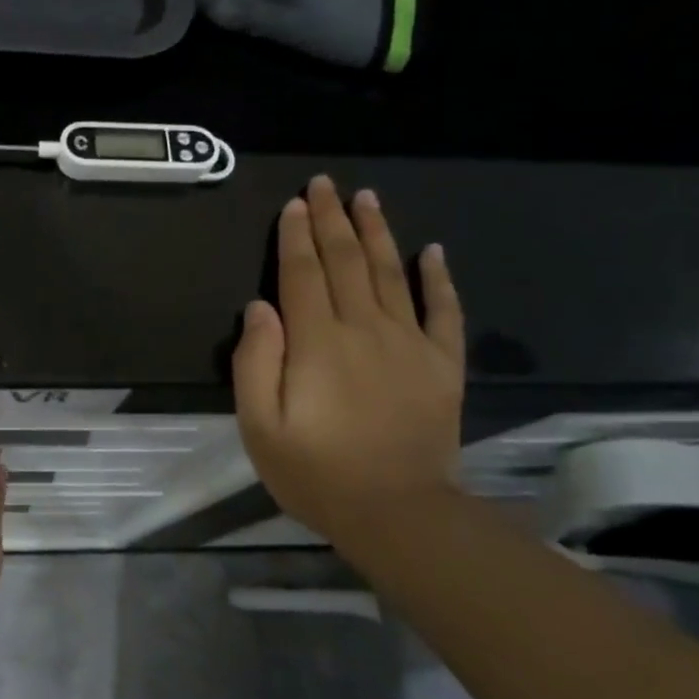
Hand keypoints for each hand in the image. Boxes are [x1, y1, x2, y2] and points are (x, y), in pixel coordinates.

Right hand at [232, 175, 465, 544]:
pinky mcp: (442, 365)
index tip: (292, 204)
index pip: (303, 274)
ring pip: (392, 274)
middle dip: (332, 220)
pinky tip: (434, 251)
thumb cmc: (316, 473)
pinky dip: (439, 279)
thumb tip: (260, 308)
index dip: (295, 236)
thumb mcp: (260, 426)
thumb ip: (254, 363)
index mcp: (318, 342)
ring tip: (367, 199)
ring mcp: (410, 344)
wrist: (399, 514)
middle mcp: (365, 329)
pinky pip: (444, 312)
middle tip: (324, 184)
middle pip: (346, 262)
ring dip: (378, 233)